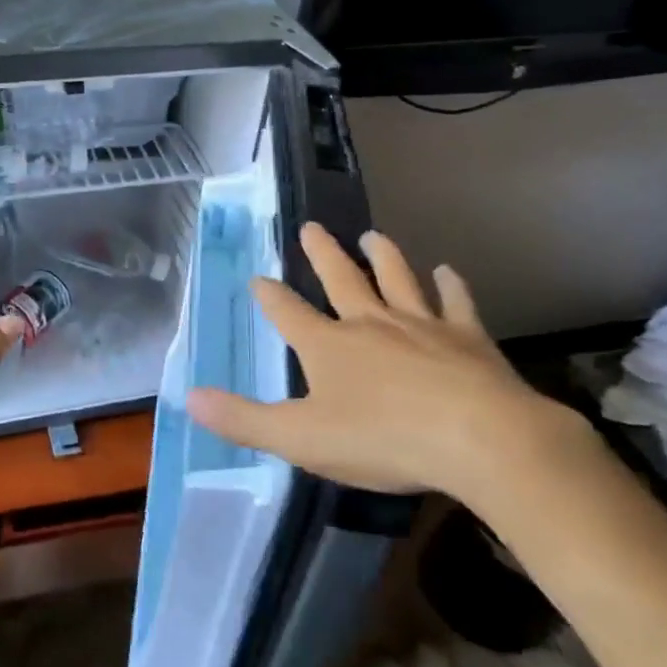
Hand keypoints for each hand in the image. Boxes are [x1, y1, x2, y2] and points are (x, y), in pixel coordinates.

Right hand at [187, 223, 589, 503]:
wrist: (478, 439)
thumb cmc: (382, 440)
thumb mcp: (300, 438)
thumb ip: (243, 419)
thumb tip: (189, 397)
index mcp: (328, 346)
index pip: (288, 312)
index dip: (270, 296)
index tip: (258, 278)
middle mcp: (370, 323)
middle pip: (341, 279)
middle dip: (322, 254)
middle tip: (311, 227)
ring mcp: (421, 325)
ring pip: (397, 279)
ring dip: (383, 256)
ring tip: (372, 235)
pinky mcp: (466, 338)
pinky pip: (455, 303)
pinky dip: (450, 285)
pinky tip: (447, 271)